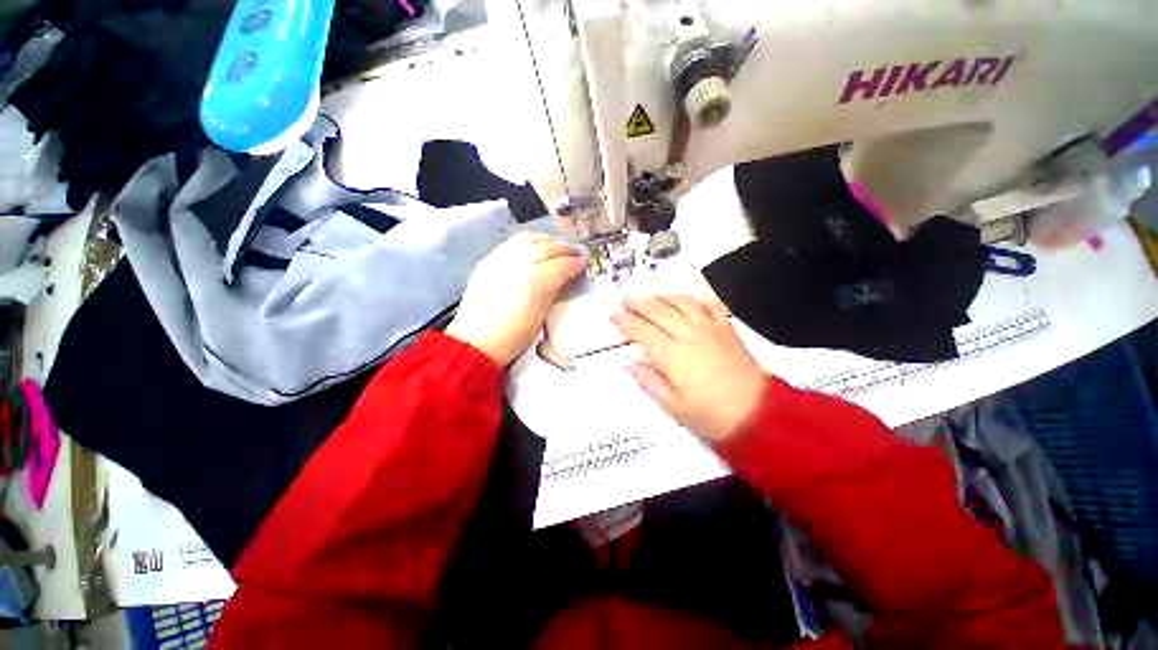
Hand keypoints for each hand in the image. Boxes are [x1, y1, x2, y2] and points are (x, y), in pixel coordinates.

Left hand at [447, 231, 585, 365]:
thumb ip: (554, 291)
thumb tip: (566, 278)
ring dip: (547, 240)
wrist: (477, 342)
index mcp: (537, 282)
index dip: (576, 262)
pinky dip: (527, 242)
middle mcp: (520, 263)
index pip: (562, 264)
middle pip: (548, 247)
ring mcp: (501, 259)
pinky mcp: (488, 261)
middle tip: (575, 252)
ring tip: (556, 246)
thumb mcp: (542, 316)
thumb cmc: (514, 336)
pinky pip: (512, 243)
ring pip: (529, 239)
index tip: (584, 261)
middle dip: (565, 248)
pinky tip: (533, 248)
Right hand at [611, 295, 767, 441]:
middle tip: (625, 296)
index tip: (612, 313)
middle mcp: (688, 334)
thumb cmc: (710, 414)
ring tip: (650, 294)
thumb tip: (626, 363)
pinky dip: (695, 299)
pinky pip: (709, 305)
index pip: (641, 331)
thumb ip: (647, 380)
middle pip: (658, 312)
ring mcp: (709, 328)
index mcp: (672, 354)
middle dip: (639, 303)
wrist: (758, 414)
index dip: (624, 321)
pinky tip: (687, 299)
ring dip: (663, 296)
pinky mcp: (726, 328)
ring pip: (681, 303)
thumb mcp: (672, 405)